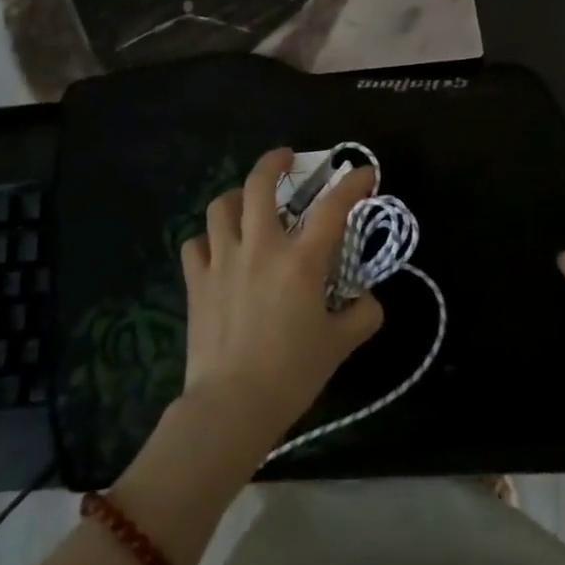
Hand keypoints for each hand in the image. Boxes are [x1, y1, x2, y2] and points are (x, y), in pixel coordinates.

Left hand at [179, 149, 383, 452]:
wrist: (232, 405)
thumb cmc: (292, 373)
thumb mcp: (340, 346)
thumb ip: (363, 315)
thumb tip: (369, 299)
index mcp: (301, 260)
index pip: (333, 207)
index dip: (352, 183)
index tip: (364, 172)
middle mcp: (261, 247)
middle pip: (259, 185)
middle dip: (274, 162)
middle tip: (287, 159)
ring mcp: (223, 260)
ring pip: (220, 206)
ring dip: (236, 197)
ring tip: (246, 201)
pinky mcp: (196, 281)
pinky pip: (195, 244)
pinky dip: (207, 239)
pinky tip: (218, 249)